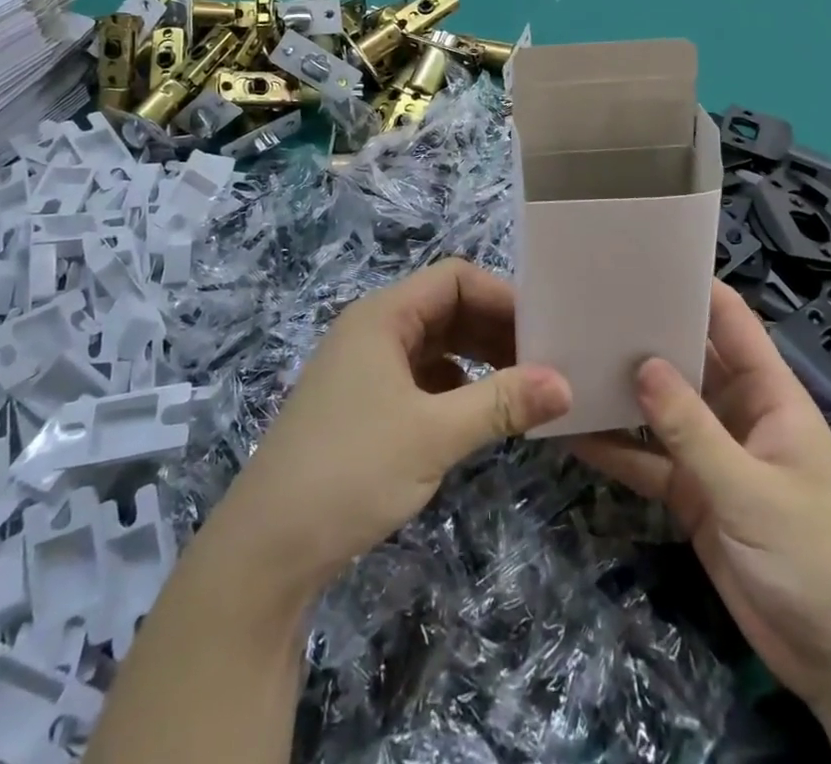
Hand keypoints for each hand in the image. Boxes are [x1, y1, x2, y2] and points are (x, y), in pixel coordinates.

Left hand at [202, 260, 571, 600]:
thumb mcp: (434, 434)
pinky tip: (480, 414)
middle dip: (495, 329)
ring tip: (523, 387)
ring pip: (435, 345)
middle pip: (446, 308)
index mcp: (383, 316)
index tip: (543, 331)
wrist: (266, 550)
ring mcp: (364, 369)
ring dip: (478, 359)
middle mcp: (373, 330)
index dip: (500, 296)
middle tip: (544, 360)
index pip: (454, 279)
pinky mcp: (363, 405)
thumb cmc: (351, 470)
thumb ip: (502, 403)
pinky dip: (455, 387)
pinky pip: (421, 378)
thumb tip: (565, 384)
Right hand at [571, 283, 830, 704]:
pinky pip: (648, 463)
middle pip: (688, 361)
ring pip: (661, 412)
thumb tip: (641, 366)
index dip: (695, 288)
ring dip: (623, 393)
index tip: (642, 262)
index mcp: (770, 395)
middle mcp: (738, 413)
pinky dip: (616, 451)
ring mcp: (714, 455)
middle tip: (586, 307)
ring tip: (569, 361)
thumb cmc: (818, 560)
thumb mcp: (753, 491)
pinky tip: (573, 435)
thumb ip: (694, 431)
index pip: (732, 323)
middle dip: (645, 337)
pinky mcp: (694, 496)